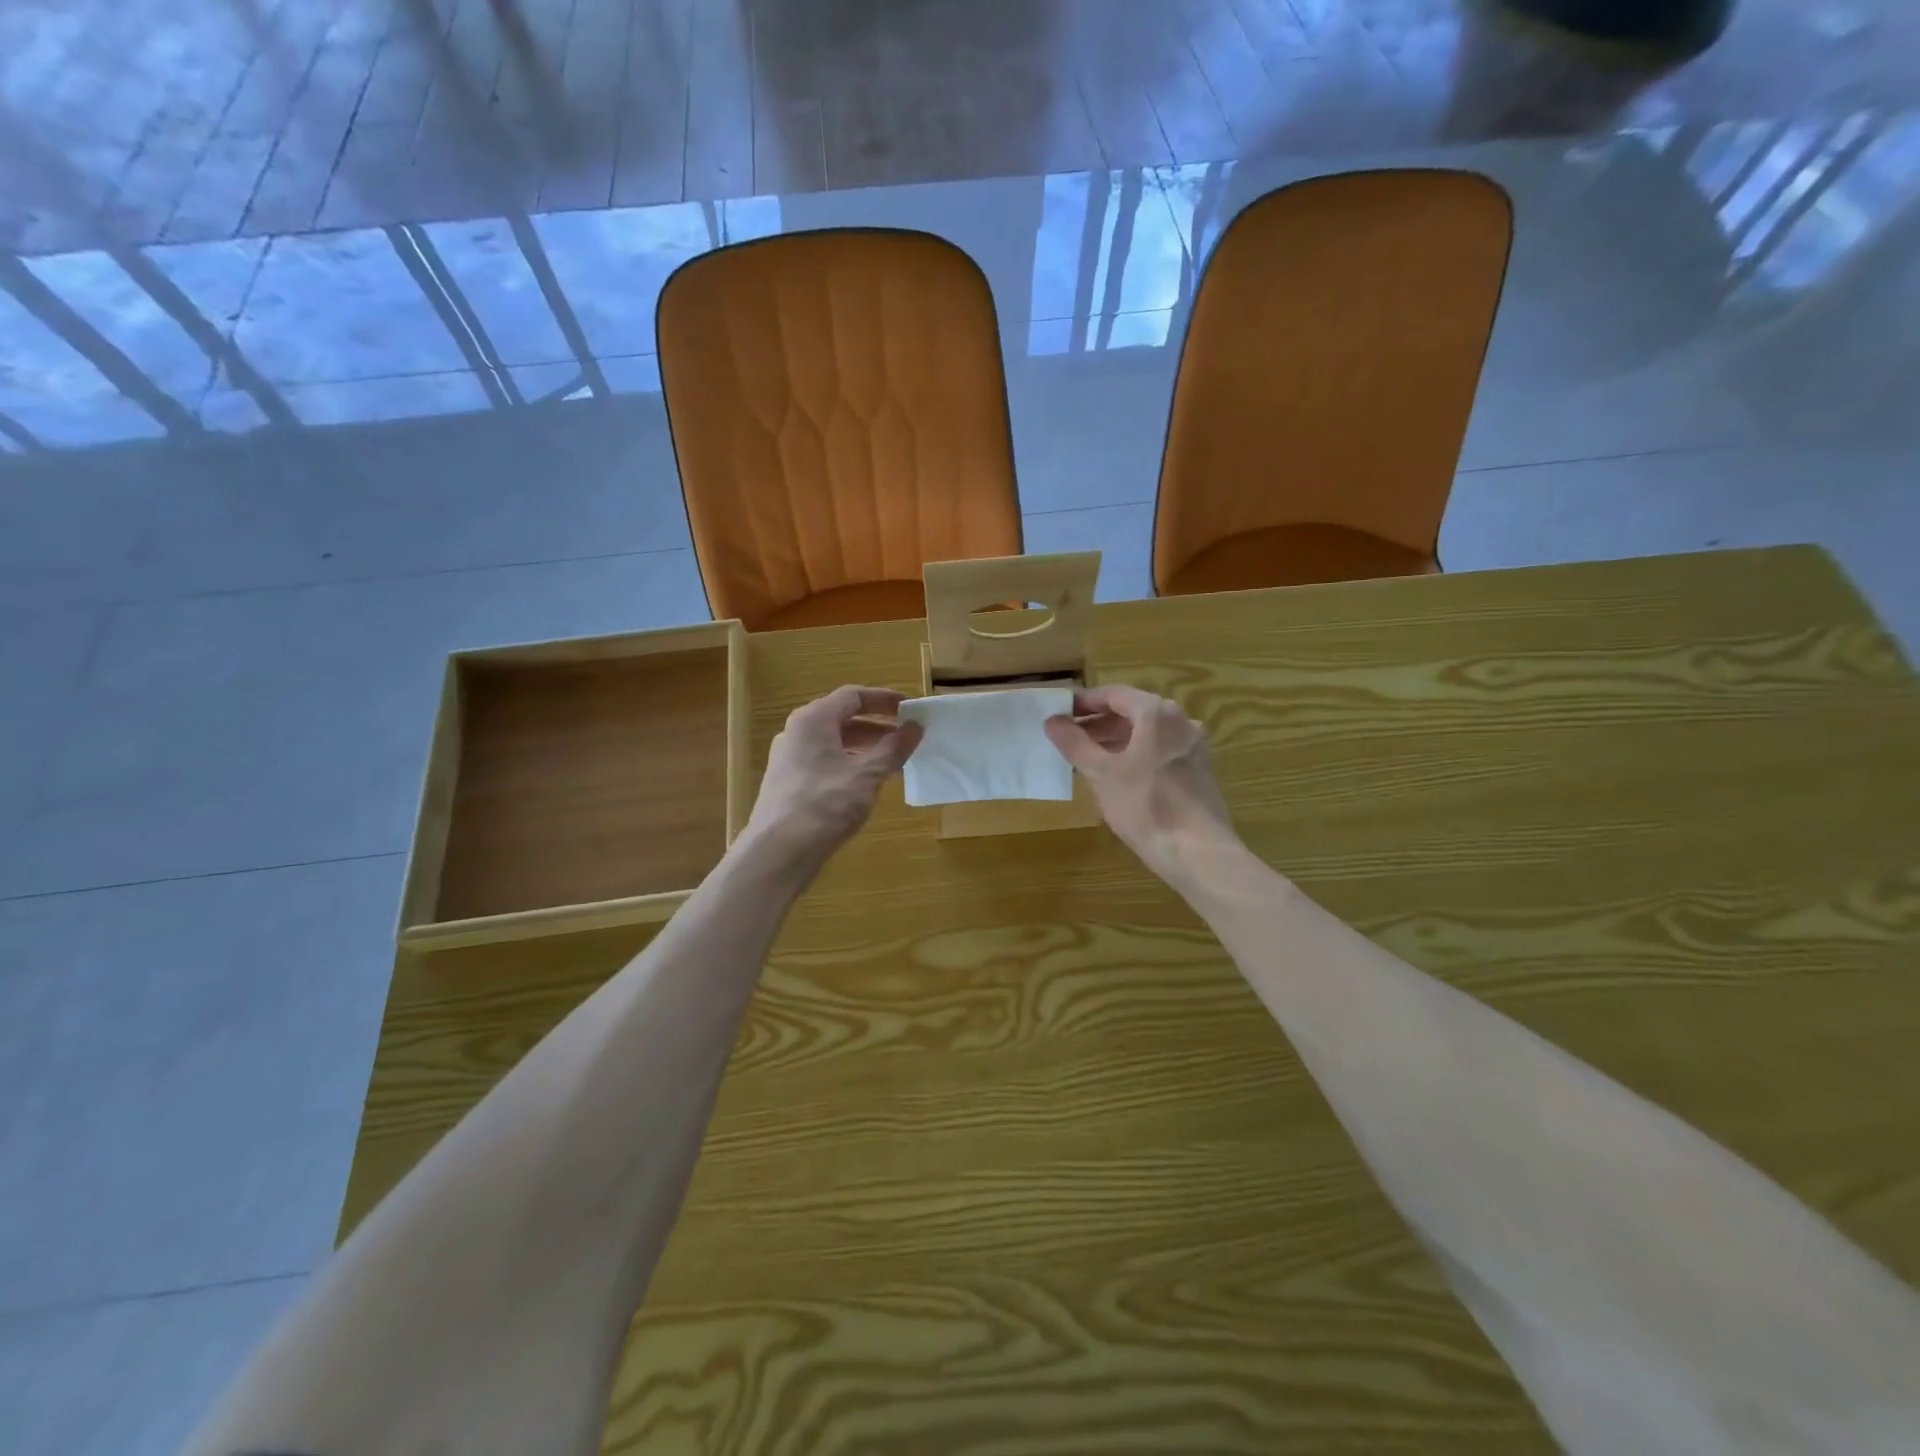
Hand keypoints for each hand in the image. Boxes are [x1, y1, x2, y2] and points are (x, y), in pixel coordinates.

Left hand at [743, 686, 923, 868]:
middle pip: (842, 718)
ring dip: (865, 747)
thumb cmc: (825, 804)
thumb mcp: (867, 775)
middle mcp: (797, 732)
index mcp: (813, 720)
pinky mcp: (788, 784)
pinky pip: (824, 762)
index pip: (853, 696)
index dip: (884, 699)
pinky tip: (867, 785)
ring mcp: (789, 759)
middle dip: (877, 725)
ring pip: (833, 743)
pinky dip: (849, 765)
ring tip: (894, 761)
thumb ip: (893, 748)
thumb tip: (915, 726)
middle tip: (907, 736)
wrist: (778, 852)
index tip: (910, 709)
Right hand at [1044, 685, 1237, 886]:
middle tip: (1068, 739)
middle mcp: (1180, 722)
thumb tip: (1052, 721)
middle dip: (1098, 724)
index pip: (1114, 694)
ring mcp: (1193, 747)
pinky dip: (1135, 755)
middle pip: (1132, 712)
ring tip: (1087, 759)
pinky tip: (1117, 777)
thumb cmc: (1145, 805)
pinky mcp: (1198, 771)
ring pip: (1147, 734)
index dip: (1084, 702)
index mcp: (1157, 713)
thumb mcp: (1101, 773)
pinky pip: (1160, 752)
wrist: (1198, 852)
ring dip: (1115, 741)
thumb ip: (1075, 743)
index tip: (1060, 714)